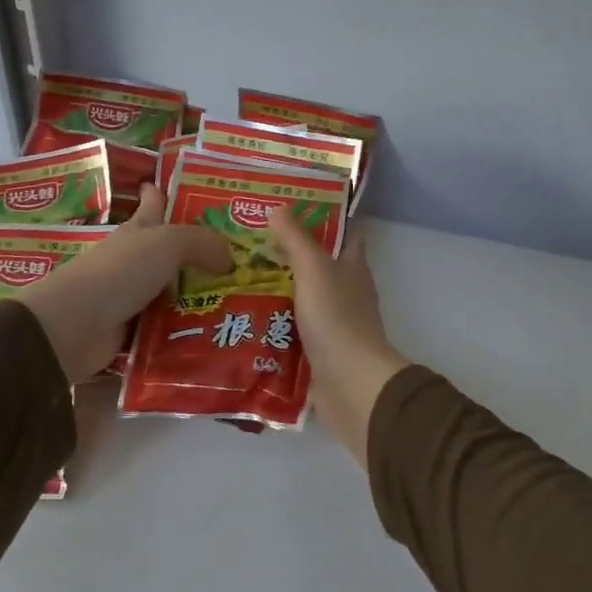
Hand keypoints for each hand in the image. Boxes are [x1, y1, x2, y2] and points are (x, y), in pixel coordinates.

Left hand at [23, 185, 231, 380]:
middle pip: (171, 251)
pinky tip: (215, 333)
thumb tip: (230, 257)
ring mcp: (133, 296)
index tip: (182, 187)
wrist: (74, 326)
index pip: (153, 203)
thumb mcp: (167, 244)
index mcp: (139, 230)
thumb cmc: (119, 272)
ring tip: (241, 300)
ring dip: (200, 296)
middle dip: (200, 252)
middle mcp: (135, 260)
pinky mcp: (133, 330)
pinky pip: (168, 327)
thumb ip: (203, 243)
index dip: (163, 193)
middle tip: (240, 258)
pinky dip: (187, 330)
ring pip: (174, 291)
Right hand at [266, 208, 410, 468]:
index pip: (345, 235)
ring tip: (238, 281)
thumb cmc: (336, 318)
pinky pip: (294, 333)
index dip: (325, 221)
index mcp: (353, 267)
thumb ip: (296, 240)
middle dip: (291, 258)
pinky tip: (246, 321)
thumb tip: (279, 208)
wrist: (350, 384)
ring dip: (278, 293)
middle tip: (250, 246)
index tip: (292, 211)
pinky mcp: (321, 353)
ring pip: (304, 301)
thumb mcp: (314, 269)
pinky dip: (275, 327)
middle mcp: (348, 293)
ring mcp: (335, 325)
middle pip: (320, 268)